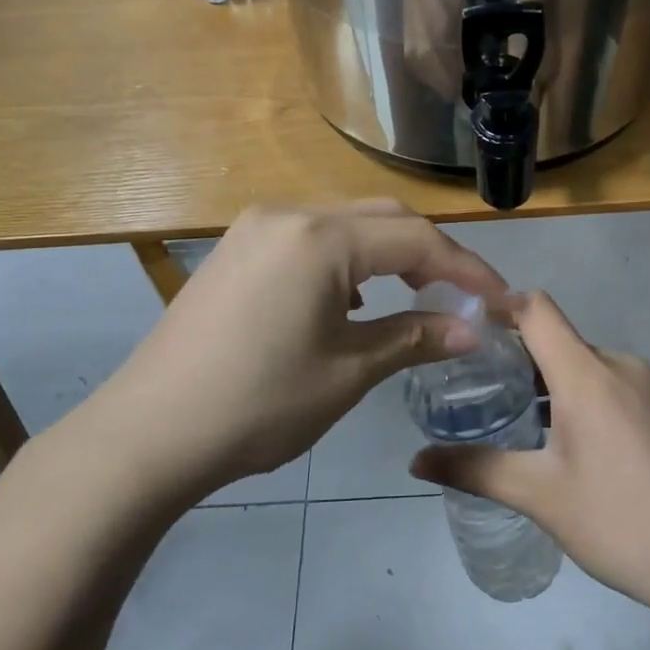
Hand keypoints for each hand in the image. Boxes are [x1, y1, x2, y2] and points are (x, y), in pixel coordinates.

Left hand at [78, 202, 505, 502]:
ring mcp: (255, 228)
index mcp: (321, 239)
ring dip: (388, 253)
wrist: (148, 434)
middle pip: (382, 219)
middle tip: (464, 297)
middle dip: (430, 254)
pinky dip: (347, 259)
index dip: (466, 269)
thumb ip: (415, 337)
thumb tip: (473, 329)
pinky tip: (351, 298)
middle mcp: (288, 215)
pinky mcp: (236, 250)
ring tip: (415, 295)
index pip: (416, 239)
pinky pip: (310, 238)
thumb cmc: (259, 404)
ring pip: (345, 224)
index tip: (501, 300)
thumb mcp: (349, 371)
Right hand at [411, 292, 649, 613]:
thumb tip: (415, 460)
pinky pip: (611, 385)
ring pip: (584, 366)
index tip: (463, 326)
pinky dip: (580, 398)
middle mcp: (620, 365)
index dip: (498, 306)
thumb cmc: (621, 521)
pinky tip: (567, 444)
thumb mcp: (540, 496)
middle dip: (515, 359)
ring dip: (548, 384)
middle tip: (475, 390)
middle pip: (557, 340)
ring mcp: (649, 385)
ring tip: (514, 421)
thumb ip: (474, 469)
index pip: (536, 310)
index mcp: (588, 373)